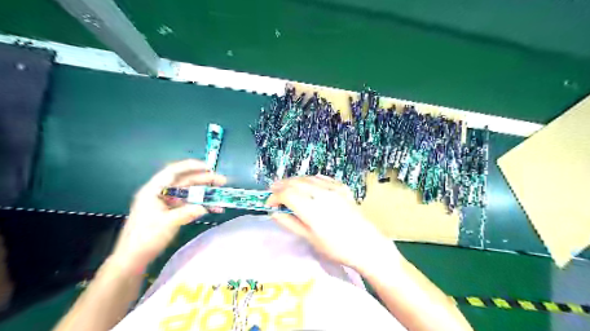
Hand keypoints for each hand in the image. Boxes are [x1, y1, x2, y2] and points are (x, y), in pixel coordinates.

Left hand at [107, 159, 225, 272]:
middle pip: (184, 181)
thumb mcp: (168, 223)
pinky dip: (200, 205)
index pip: (173, 171)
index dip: (191, 166)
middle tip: (222, 181)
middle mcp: (160, 193)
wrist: (132, 258)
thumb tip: (205, 207)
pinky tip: (213, 209)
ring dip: (204, 193)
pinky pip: (188, 204)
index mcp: (154, 190)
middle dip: (204, 180)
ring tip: (221, 195)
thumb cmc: (146, 237)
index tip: (209, 168)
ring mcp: (166, 203)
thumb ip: (188, 212)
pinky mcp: (170, 213)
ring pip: (189, 193)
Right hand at [268, 175, 400, 272]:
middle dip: (280, 186)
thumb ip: (290, 223)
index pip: (286, 194)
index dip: (274, 197)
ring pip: (307, 178)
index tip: (269, 204)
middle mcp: (321, 193)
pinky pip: (321, 178)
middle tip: (273, 192)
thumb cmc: (336, 247)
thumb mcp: (310, 239)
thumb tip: (274, 213)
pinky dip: (309, 179)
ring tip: (286, 187)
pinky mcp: (342, 187)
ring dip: (294, 181)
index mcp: (311, 208)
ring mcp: (333, 188)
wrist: (366, 244)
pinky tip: (307, 184)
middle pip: (294, 182)